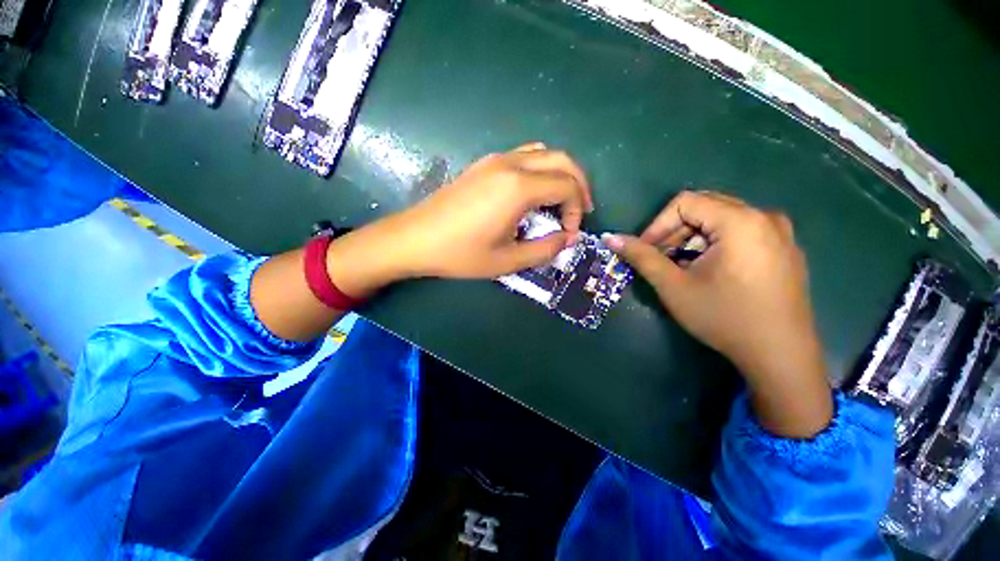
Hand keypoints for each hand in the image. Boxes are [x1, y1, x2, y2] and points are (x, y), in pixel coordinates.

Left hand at [326, 143, 592, 295]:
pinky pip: (524, 156)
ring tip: (561, 201)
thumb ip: (544, 249)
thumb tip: (567, 239)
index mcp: (518, 187)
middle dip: (579, 184)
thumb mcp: (507, 260)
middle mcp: (510, 164)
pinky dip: (541, 171)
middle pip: (562, 160)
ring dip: (560, 174)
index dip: (576, 210)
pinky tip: (534, 194)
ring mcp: (495, 160)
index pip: (567, 186)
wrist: (415, 238)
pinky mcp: (484, 164)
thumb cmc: (460, 253)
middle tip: (579, 211)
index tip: (569, 234)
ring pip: (544, 153)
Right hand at [603, 192, 831, 437]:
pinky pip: (740, 232)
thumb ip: (641, 257)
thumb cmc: (724, 317)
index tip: (645, 251)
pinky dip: (714, 244)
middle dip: (673, 231)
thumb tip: (610, 238)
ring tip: (681, 267)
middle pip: (704, 207)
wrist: (780, 356)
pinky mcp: (784, 249)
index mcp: (740, 221)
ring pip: (721, 219)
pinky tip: (707, 271)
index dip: (657, 225)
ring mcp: (780, 233)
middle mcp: (764, 217)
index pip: (685, 202)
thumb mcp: (674, 286)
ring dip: (692, 238)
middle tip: (659, 259)